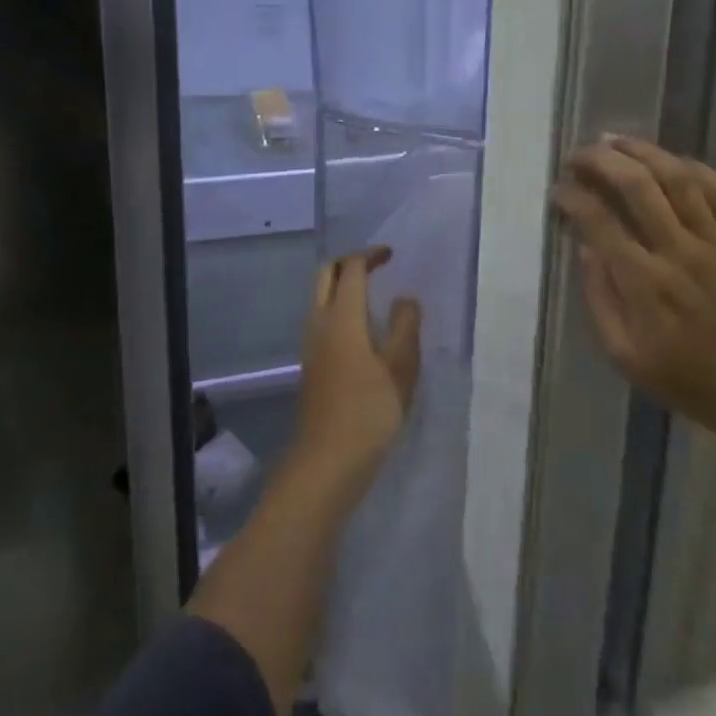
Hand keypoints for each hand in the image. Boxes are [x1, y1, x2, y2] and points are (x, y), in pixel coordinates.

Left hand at [291, 248, 421, 497]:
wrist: (327, 461)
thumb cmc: (369, 411)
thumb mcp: (400, 368)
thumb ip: (405, 326)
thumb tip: (405, 299)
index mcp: (341, 317)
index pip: (351, 269)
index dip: (370, 255)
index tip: (391, 254)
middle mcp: (319, 323)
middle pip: (325, 276)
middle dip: (349, 263)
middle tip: (377, 266)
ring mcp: (310, 345)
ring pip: (319, 298)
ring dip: (341, 286)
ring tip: (374, 295)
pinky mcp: (311, 365)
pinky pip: (321, 320)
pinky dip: (339, 308)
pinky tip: (362, 330)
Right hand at [551, 137, 715, 454]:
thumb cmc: (691, 381)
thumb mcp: (626, 357)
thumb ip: (600, 300)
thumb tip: (585, 248)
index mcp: (645, 284)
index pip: (599, 222)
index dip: (573, 198)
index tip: (558, 190)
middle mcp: (679, 252)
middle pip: (636, 186)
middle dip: (601, 161)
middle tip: (579, 155)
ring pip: (678, 178)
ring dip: (642, 151)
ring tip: (615, 141)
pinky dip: (693, 168)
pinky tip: (672, 161)